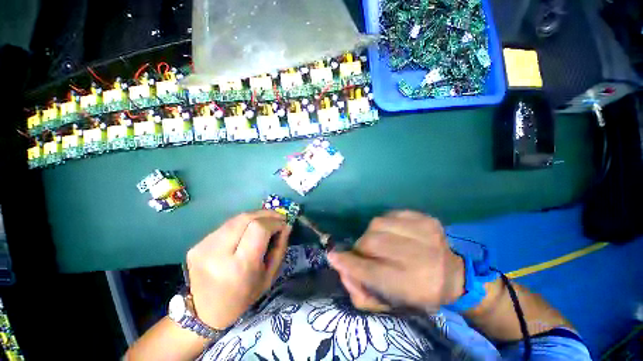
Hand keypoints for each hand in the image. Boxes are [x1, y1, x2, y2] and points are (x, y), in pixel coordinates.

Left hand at [186, 210, 290, 329]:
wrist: (204, 313)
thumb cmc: (243, 297)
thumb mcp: (269, 276)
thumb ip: (280, 248)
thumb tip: (286, 225)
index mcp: (239, 266)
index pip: (259, 228)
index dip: (273, 222)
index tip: (283, 224)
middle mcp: (218, 253)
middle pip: (246, 218)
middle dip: (266, 214)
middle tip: (277, 217)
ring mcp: (204, 247)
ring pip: (236, 218)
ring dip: (255, 217)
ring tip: (265, 222)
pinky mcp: (197, 244)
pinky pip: (226, 226)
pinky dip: (242, 224)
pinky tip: (247, 230)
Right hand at [327, 211, 463, 311]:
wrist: (452, 275)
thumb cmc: (416, 292)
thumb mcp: (388, 304)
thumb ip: (360, 292)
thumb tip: (340, 267)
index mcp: (413, 285)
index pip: (370, 271)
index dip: (349, 263)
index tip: (333, 256)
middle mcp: (420, 257)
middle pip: (371, 242)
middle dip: (361, 248)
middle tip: (364, 253)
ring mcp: (425, 232)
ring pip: (377, 224)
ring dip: (372, 234)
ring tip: (380, 242)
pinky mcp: (425, 218)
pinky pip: (391, 214)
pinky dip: (386, 223)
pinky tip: (394, 233)